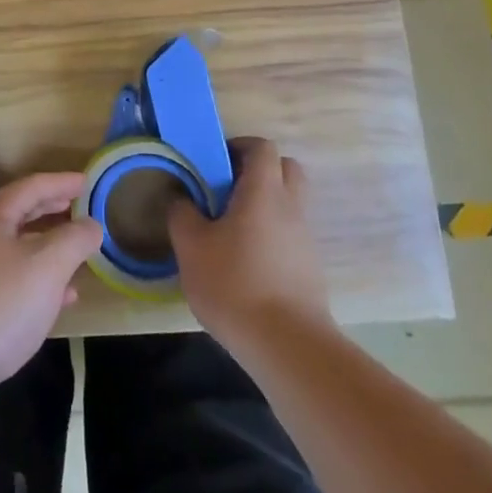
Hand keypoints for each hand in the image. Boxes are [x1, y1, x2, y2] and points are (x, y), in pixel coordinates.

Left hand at [0, 172, 101, 429]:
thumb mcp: (46, 266)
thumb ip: (73, 241)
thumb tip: (91, 224)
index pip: (29, 188)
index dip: (59, 182)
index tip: (86, 181)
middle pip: (17, 216)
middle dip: (49, 211)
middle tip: (77, 208)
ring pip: (13, 252)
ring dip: (45, 250)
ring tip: (75, 258)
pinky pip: (8, 285)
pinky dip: (34, 285)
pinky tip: (55, 304)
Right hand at [168, 137, 331, 346]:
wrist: (287, 346)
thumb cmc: (234, 284)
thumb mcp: (191, 246)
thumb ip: (182, 214)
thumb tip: (181, 198)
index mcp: (263, 192)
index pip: (262, 147)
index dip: (238, 146)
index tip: (214, 162)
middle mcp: (291, 208)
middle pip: (285, 169)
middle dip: (258, 170)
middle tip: (226, 188)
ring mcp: (305, 239)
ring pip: (290, 203)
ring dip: (264, 204)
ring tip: (231, 229)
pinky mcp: (310, 268)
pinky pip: (291, 234)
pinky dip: (272, 234)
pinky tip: (246, 260)